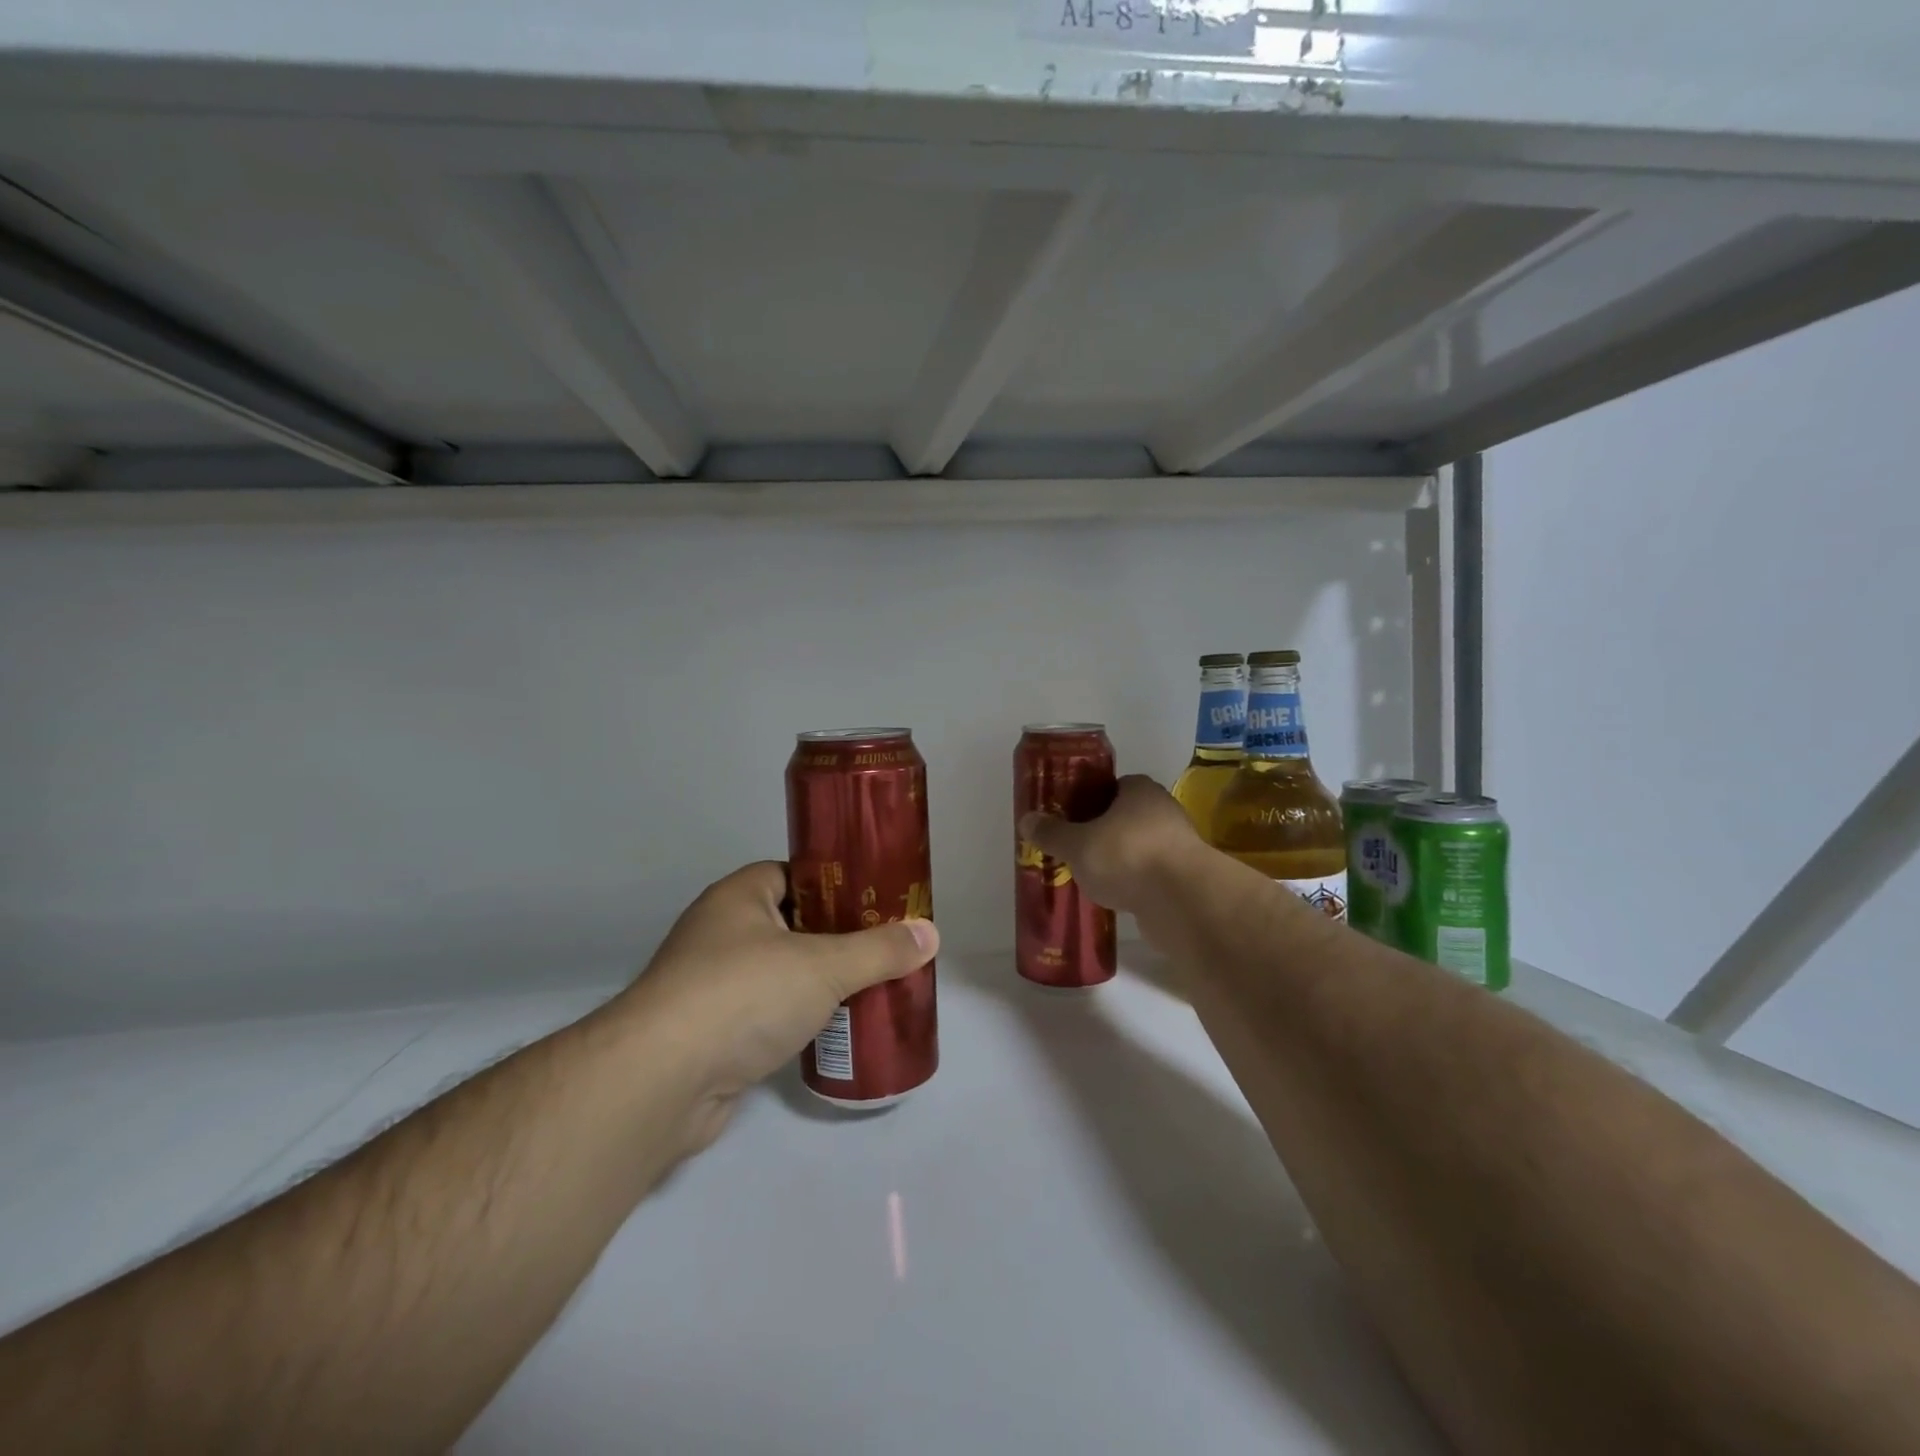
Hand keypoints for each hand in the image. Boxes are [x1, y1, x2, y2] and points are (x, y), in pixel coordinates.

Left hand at [618, 862, 937, 1149]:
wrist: (661, 1084)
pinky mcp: (712, 1034)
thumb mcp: (823, 965)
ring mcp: (712, 985)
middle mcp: (721, 933)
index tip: (876, 899)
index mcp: (739, 897)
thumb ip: (879, 950)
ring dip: (820, 983)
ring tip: (871, 987)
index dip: (836, 882)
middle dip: (838, 937)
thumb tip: (931, 933)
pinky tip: (834, 1030)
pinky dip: (798, 1020)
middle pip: (793, 924)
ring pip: (782, 973)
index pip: (793, 873)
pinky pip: (768, 1015)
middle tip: (885, 947)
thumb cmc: (742, 996)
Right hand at [1018, 774, 1202, 914]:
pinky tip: (1114, 897)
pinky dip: (1134, 883)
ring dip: (1119, 860)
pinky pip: (1150, 875)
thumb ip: (1053, 833)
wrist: (1182, 901)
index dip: (1090, 799)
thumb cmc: (1126, 856)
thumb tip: (1026, 820)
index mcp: (1140, 790)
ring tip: (1090, 876)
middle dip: (1102, 832)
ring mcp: (1178, 845)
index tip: (1070, 817)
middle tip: (1075, 848)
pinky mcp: (1184, 878)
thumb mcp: (1078, 844)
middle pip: (1125, 817)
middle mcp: (1163, 810)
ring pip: (1138, 847)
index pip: (1113, 786)